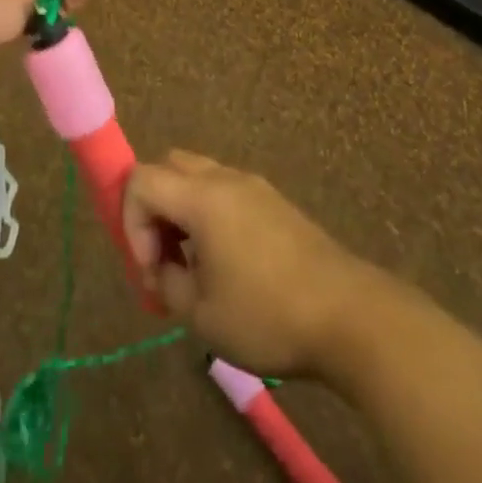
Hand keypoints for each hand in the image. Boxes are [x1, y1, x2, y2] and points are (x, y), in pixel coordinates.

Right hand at [122, 150, 374, 377]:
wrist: (350, 316)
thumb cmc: (268, 315)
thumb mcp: (201, 315)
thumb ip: (167, 282)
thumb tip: (162, 267)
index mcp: (202, 198)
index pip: (141, 180)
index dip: (131, 222)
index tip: (151, 268)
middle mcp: (226, 179)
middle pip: (169, 166)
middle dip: (154, 209)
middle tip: (164, 258)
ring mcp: (255, 187)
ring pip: (199, 177)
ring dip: (182, 212)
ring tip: (192, 266)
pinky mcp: (276, 203)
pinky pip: (226, 192)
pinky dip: (210, 215)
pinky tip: (226, 264)